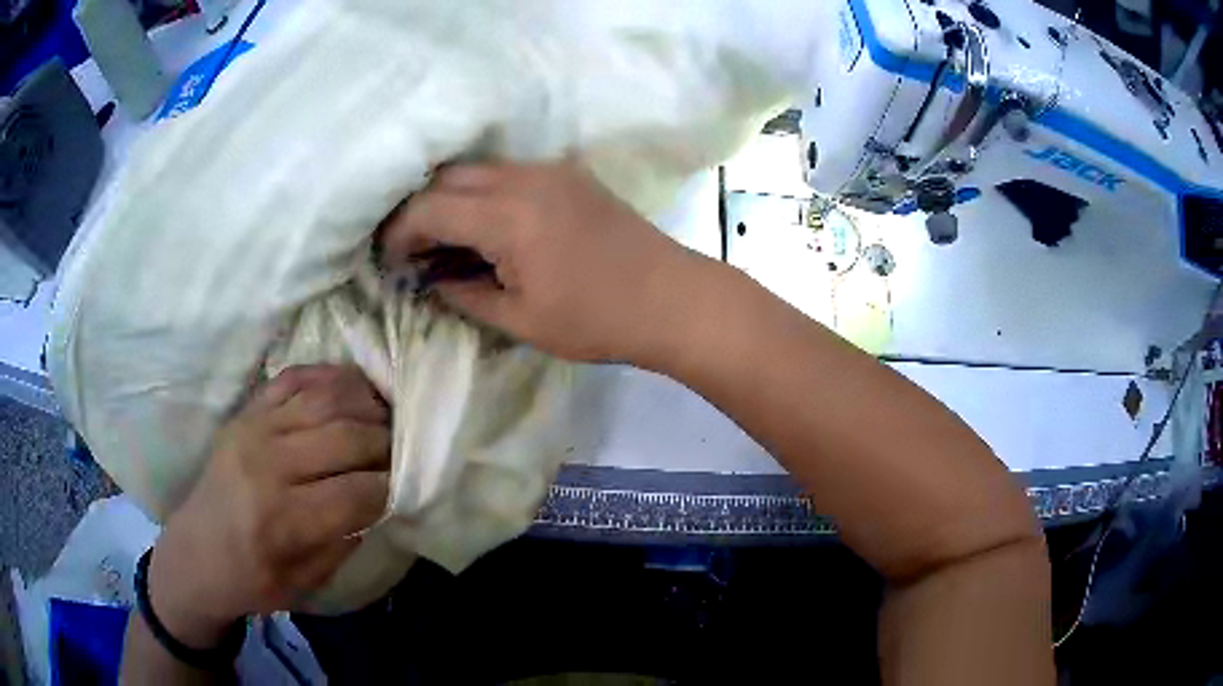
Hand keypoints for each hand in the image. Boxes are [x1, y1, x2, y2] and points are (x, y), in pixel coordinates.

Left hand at [147, 365, 390, 647]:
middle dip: (388, 444)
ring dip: (367, 405)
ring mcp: (255, 428)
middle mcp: (268, 464)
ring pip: (327, 398)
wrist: (195, 552)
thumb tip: (382, 501)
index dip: (393, 487)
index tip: (410, 487)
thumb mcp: (306, 583)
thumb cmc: (252, 579)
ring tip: (384, 420)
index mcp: (283, 519)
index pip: (358, 491)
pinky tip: (352, 392)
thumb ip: (346, 542)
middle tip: (404, 453)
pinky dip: (332, 378)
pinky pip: (296, 377)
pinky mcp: (247, 411)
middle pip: (348, 437)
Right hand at [381, 160, 702, 362]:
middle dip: (419, 209)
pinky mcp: (569, 173)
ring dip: (451, 197)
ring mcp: (551, 169)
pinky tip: (484, 224)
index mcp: (508, 216)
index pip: (430, 208)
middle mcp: (524, 177)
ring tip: (443, 238)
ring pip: (478, 169)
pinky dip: (483, 192)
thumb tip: (432, 278)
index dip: (400, 232)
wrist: (672, 298)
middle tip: (409, 248)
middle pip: (448, 177)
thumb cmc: (597, 320)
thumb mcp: (520, 319)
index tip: (388, 259)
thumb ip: (464, 293)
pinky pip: (509, 171)